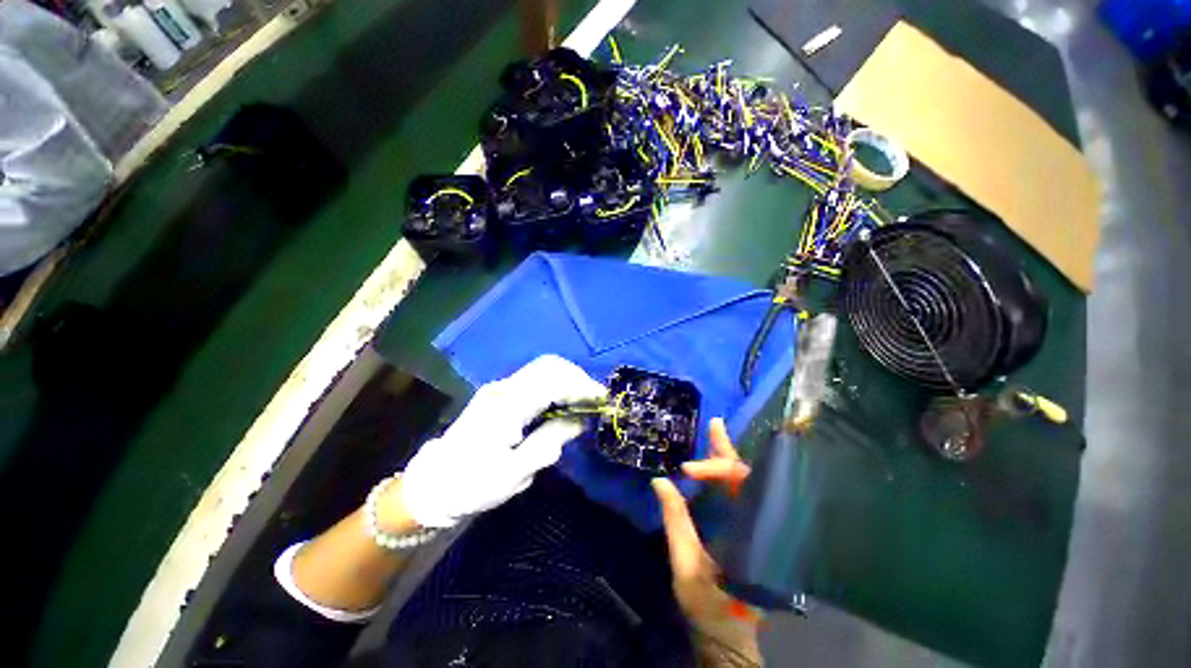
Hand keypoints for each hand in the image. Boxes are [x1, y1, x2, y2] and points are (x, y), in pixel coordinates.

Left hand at [401, 355, 605, 527]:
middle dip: (577, 377)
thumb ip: (549, 442)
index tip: (601, 399)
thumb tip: (579, 420)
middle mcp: (503, 389)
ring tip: (583, 400)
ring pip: (542, 368)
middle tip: (594, 399)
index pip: (551, 381)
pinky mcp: (499, 393)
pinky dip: (555, 383)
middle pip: (548, 366)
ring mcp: (499, 388)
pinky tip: (563, 401)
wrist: (435, 483)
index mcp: (506, 407)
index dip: (580, 386)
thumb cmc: (474, 484)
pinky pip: (534, 378)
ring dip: (567, 379)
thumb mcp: (515, 473)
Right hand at [653, 418, 761, 664]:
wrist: (726, 635)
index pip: (742, 486)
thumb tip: (660, 480)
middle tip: (714, 425)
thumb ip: (675, 521)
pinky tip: (713, 463)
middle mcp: (763, 525)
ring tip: (714, 433)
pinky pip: (738, 495)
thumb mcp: (687, 565)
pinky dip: (724, 475)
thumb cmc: (710, 606)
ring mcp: (756, 527)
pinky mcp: (746, 530)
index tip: (685, 471)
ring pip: (745, 484)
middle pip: (749, 479)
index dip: (715, 471)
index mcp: (756, 533)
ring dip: (726, 458)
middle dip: (726, 453)